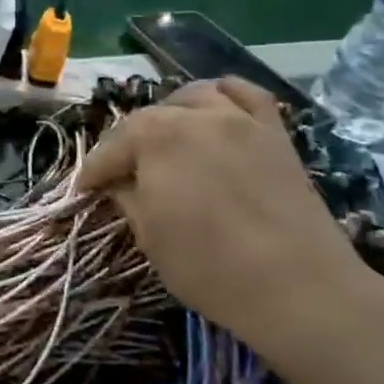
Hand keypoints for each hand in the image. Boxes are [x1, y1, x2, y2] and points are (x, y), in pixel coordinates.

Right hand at [80, 78, 383, 368]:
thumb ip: (128, 198)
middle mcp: (194, 115)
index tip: (84, 192)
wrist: (299, 287)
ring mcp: (239, 119)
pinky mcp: (274, 132)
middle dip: (128, 145)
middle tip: (123, 176)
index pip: (111, 149)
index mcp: (154, 137)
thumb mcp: (150, 237)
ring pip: (195, 96)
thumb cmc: (209, 266)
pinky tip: (217, 112)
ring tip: (168, 138)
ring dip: (173, 113)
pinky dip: (225, 96)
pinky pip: (246, 95)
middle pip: (149, 119)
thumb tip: (119, 183)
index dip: (93, 172)